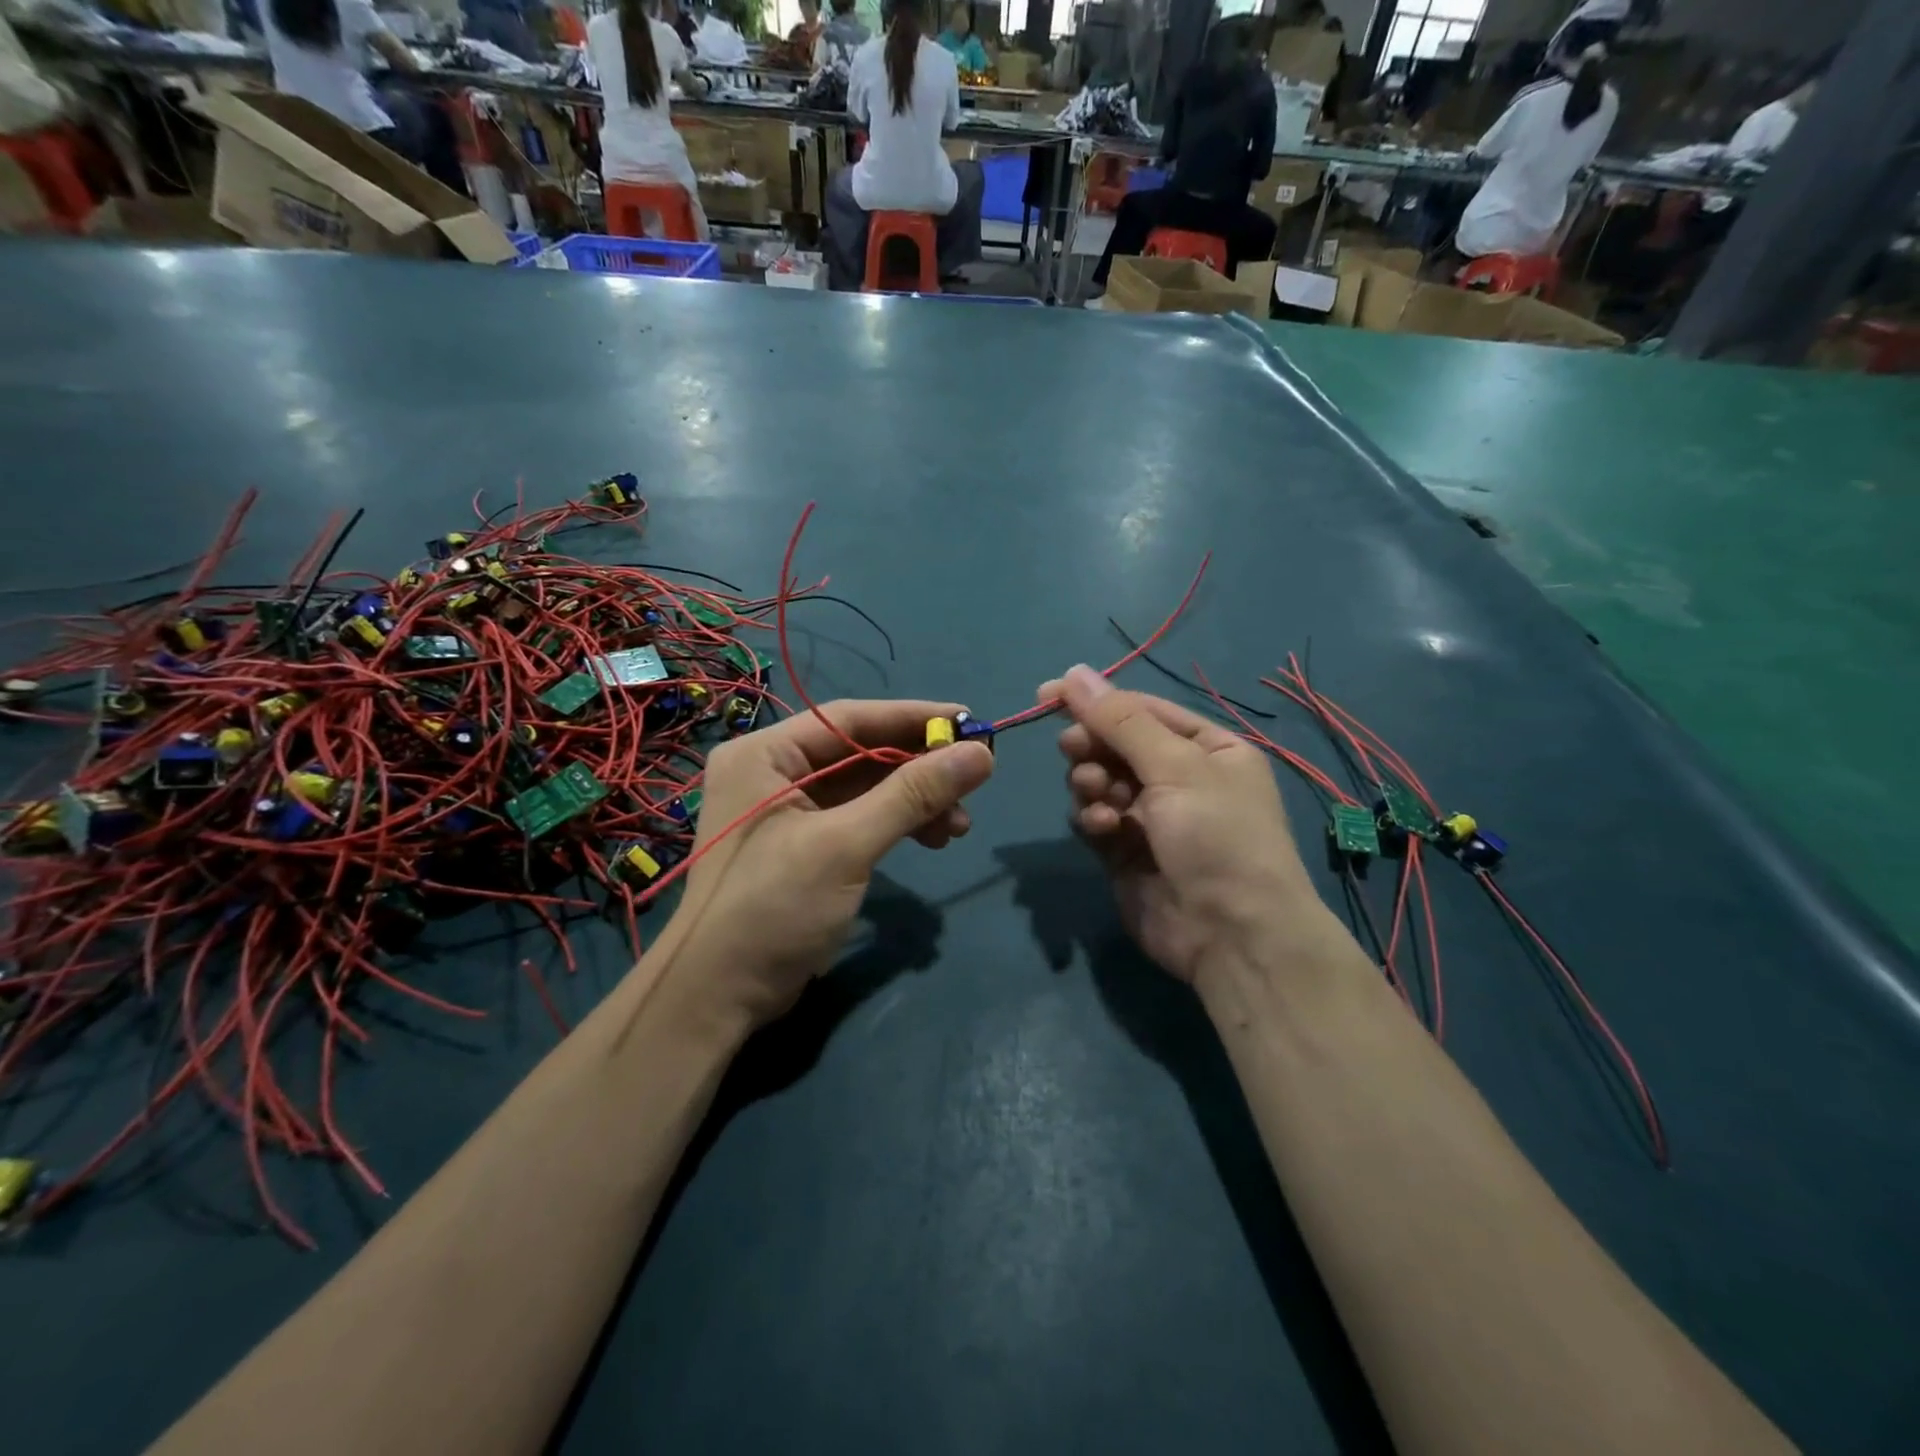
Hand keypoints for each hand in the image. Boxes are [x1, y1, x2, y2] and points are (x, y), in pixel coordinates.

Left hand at [659, 700, 994, 1028]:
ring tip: (959, 825)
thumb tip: (981, 754)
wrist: (719, 997)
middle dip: (919, 769)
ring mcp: (787, 811)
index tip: (970, 723)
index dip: (913, 717)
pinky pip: (858, 818)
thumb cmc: (773, 908)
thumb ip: (912, 795)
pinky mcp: (803, 846)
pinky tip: (932, 838)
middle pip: (860, 752)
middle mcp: (773, 772)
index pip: (849, 718)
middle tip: (974, 781)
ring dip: (914, 802)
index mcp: (765, 754)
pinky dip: (896, 824)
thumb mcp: (846, 845)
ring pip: (865, 788)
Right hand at [1046, 665, 1316, 986]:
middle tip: (1074, 750)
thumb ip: (1119, 721)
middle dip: (1093, 747)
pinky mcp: (1126, 852)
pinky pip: (1095, 819)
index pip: (1142, 710)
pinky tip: (1103, 830)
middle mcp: (1181, 778)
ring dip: (1092, 784)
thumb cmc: (1217, 836)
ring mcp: (1152, 817)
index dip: (1096, 700)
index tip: (1047, 694)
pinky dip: (1093, 819)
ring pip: (1100, 781)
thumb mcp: (1176, 766)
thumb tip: (1073, 672)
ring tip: (1098, 797)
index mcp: (1208, 748)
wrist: (1232, 934)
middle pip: (1116, 745)